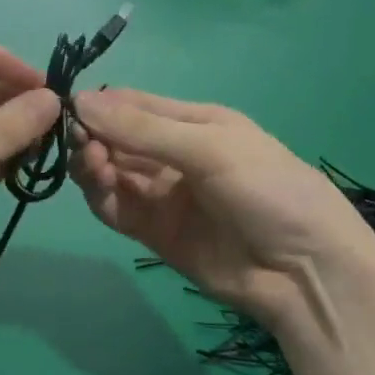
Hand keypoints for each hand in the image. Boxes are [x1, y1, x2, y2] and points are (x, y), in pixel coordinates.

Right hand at [71, 89, 374, 333]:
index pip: (132, 105)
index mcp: (192, 123)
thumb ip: (142, 128)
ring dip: (92, 166)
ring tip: (95, 168)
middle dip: (93, 136)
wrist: (306, 273)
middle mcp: (171, 155)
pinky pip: (115, 208)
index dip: (99, 105)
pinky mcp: (152, 232)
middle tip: (85, 146)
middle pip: (115, 138)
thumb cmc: (269, 190)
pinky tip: (102, 190)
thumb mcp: (209, 147)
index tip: (68, 108)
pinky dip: (100, 197)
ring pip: (109, 172)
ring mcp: (161, 195)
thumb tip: (79, 101)